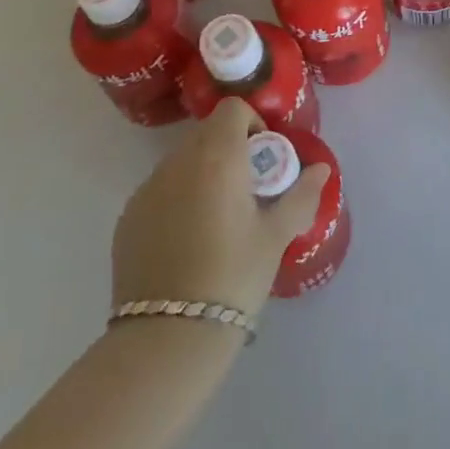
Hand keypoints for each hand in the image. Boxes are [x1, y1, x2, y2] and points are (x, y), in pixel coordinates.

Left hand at [109, 99, 330, 318]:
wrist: (167, 338)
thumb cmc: (233, 277)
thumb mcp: (276, 236)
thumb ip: (301, 195)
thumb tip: (321, 169)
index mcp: (218, 157)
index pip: (232, 109)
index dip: (251, 123)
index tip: (262, 158)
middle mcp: (179, 162)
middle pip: (207, 132)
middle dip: (230, 148)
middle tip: (247, 188)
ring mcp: (147, 189)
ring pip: (182, 160)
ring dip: (203, 172)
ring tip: (217, 216)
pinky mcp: (128, 217)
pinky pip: (160, 189)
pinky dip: (177, 197)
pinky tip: (187, 239)